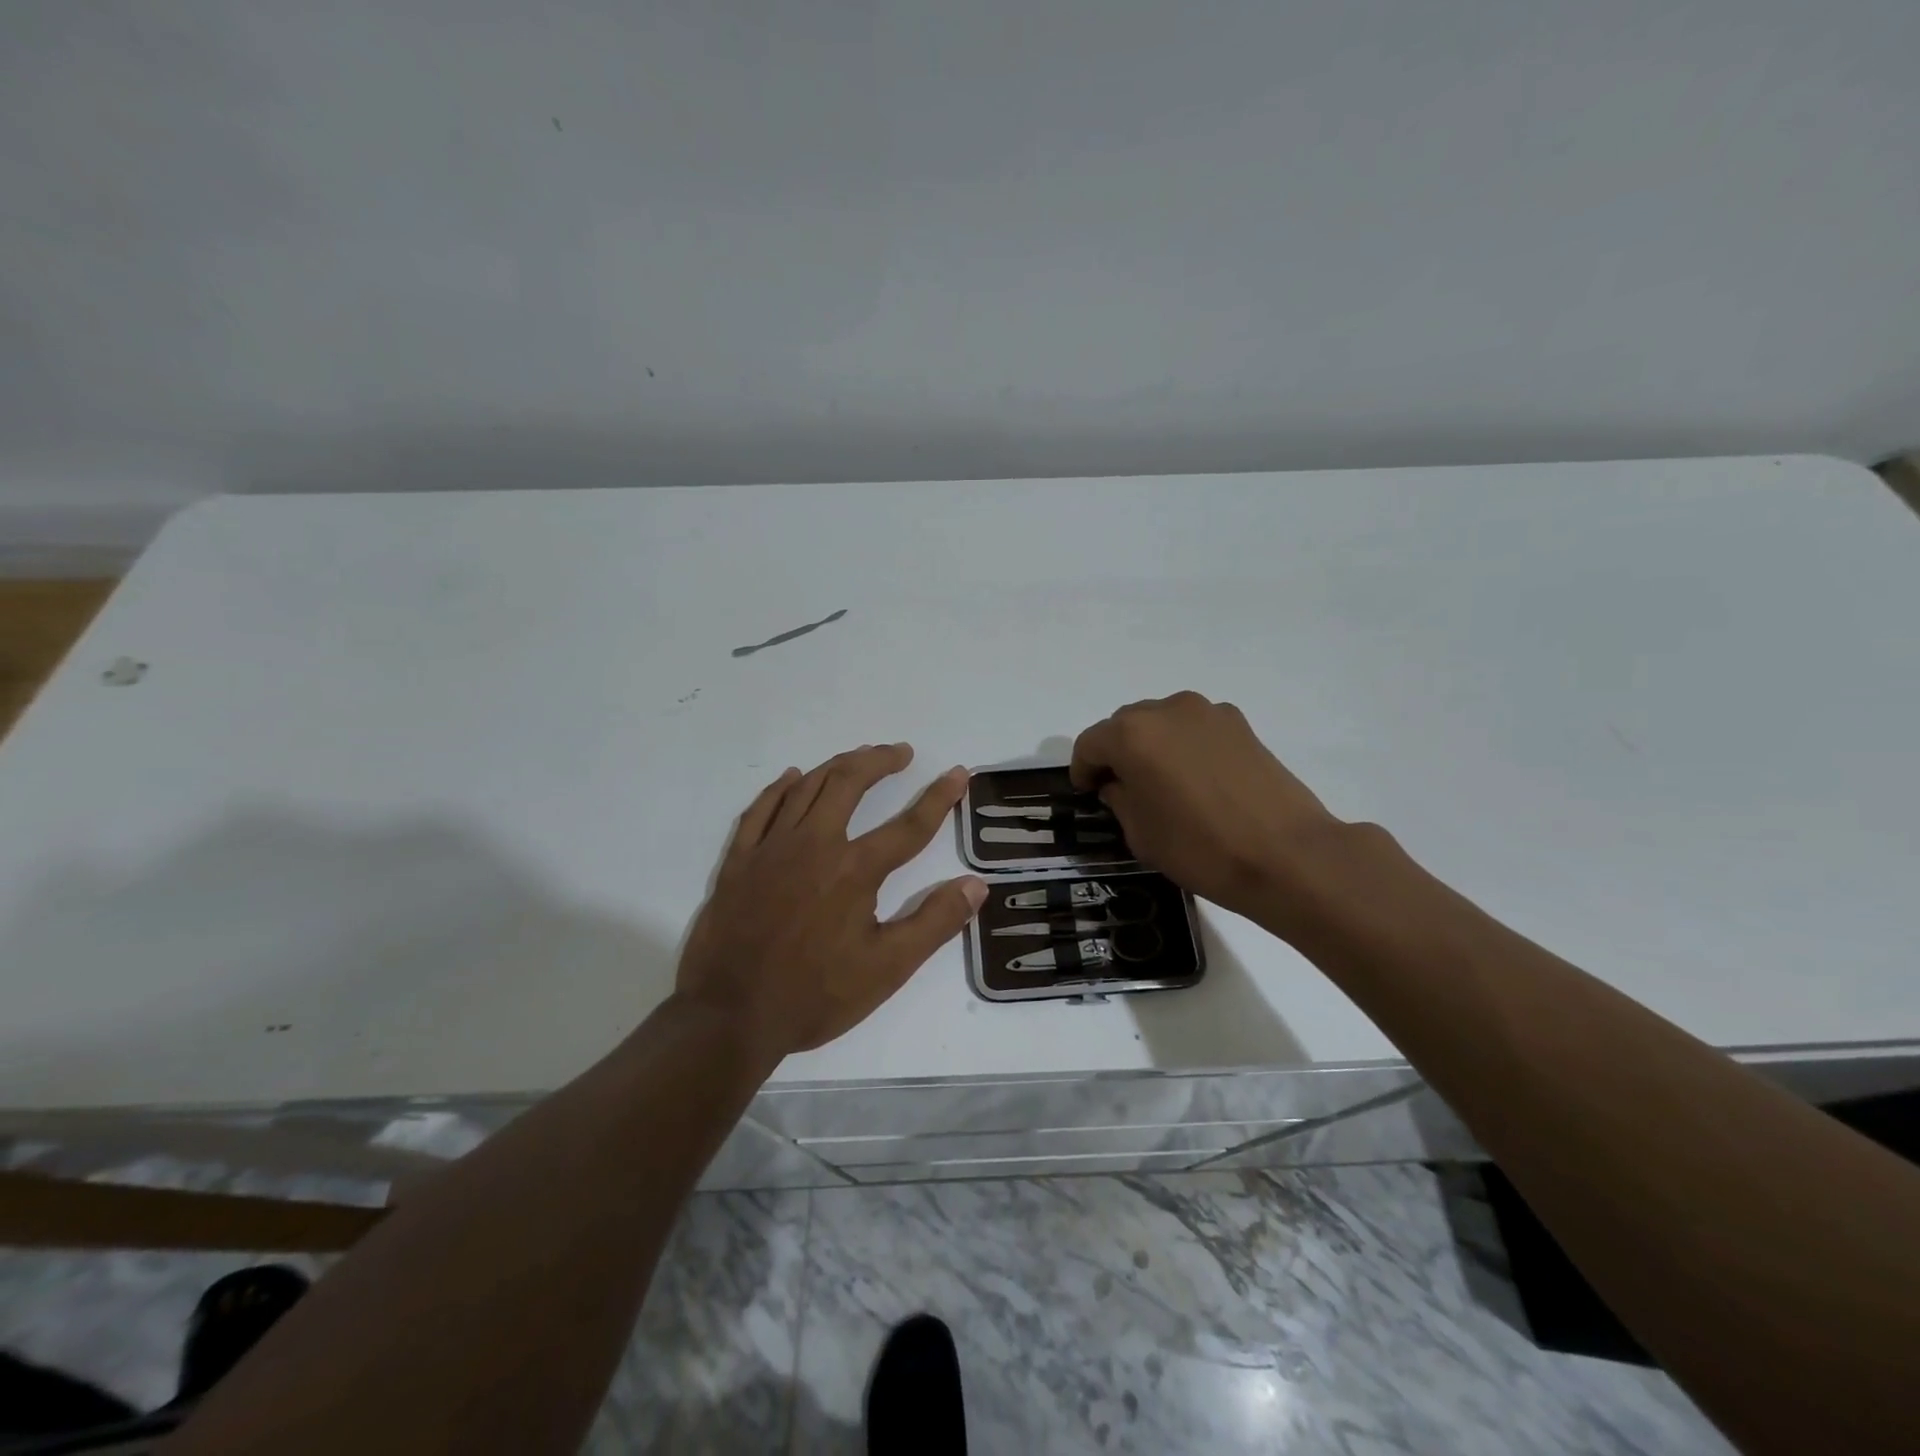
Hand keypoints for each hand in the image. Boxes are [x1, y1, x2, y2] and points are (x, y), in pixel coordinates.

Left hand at [675, 744, 986, 1060]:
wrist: (729, 1016)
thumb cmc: (814, 995)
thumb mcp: (887, 969)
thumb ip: (934, 923)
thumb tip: (976, 885)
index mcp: (854, 870)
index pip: (909, 825)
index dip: (939, 798)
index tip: (958, 773)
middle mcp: (814, 845)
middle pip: (849, 784)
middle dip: (879, 761)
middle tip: (900, 752)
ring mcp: (771, 848)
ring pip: (806, 787)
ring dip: (836, 766)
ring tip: (858, 757)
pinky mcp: (739, 860)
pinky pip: (761, 809)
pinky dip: (780, 788)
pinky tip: (793, 777)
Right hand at [1070, 692, 1349, 927]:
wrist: (1287, 855)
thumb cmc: (1200, 848)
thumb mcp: (1141, 834)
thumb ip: (1119, 799)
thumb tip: (1119, 784)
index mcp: (1132, 735)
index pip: (1090, 743)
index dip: (1083, 769)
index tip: (1087, 793)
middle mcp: (1166, 710)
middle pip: (1125, 725)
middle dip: (1116, 753)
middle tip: (1121, 788)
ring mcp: (1207, 713)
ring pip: (1162, 722)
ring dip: (1152, 746)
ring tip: (1162, 782)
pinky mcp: (1240, 724)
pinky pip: (1195, 728)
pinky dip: (1185, 746)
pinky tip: (1198, 779)